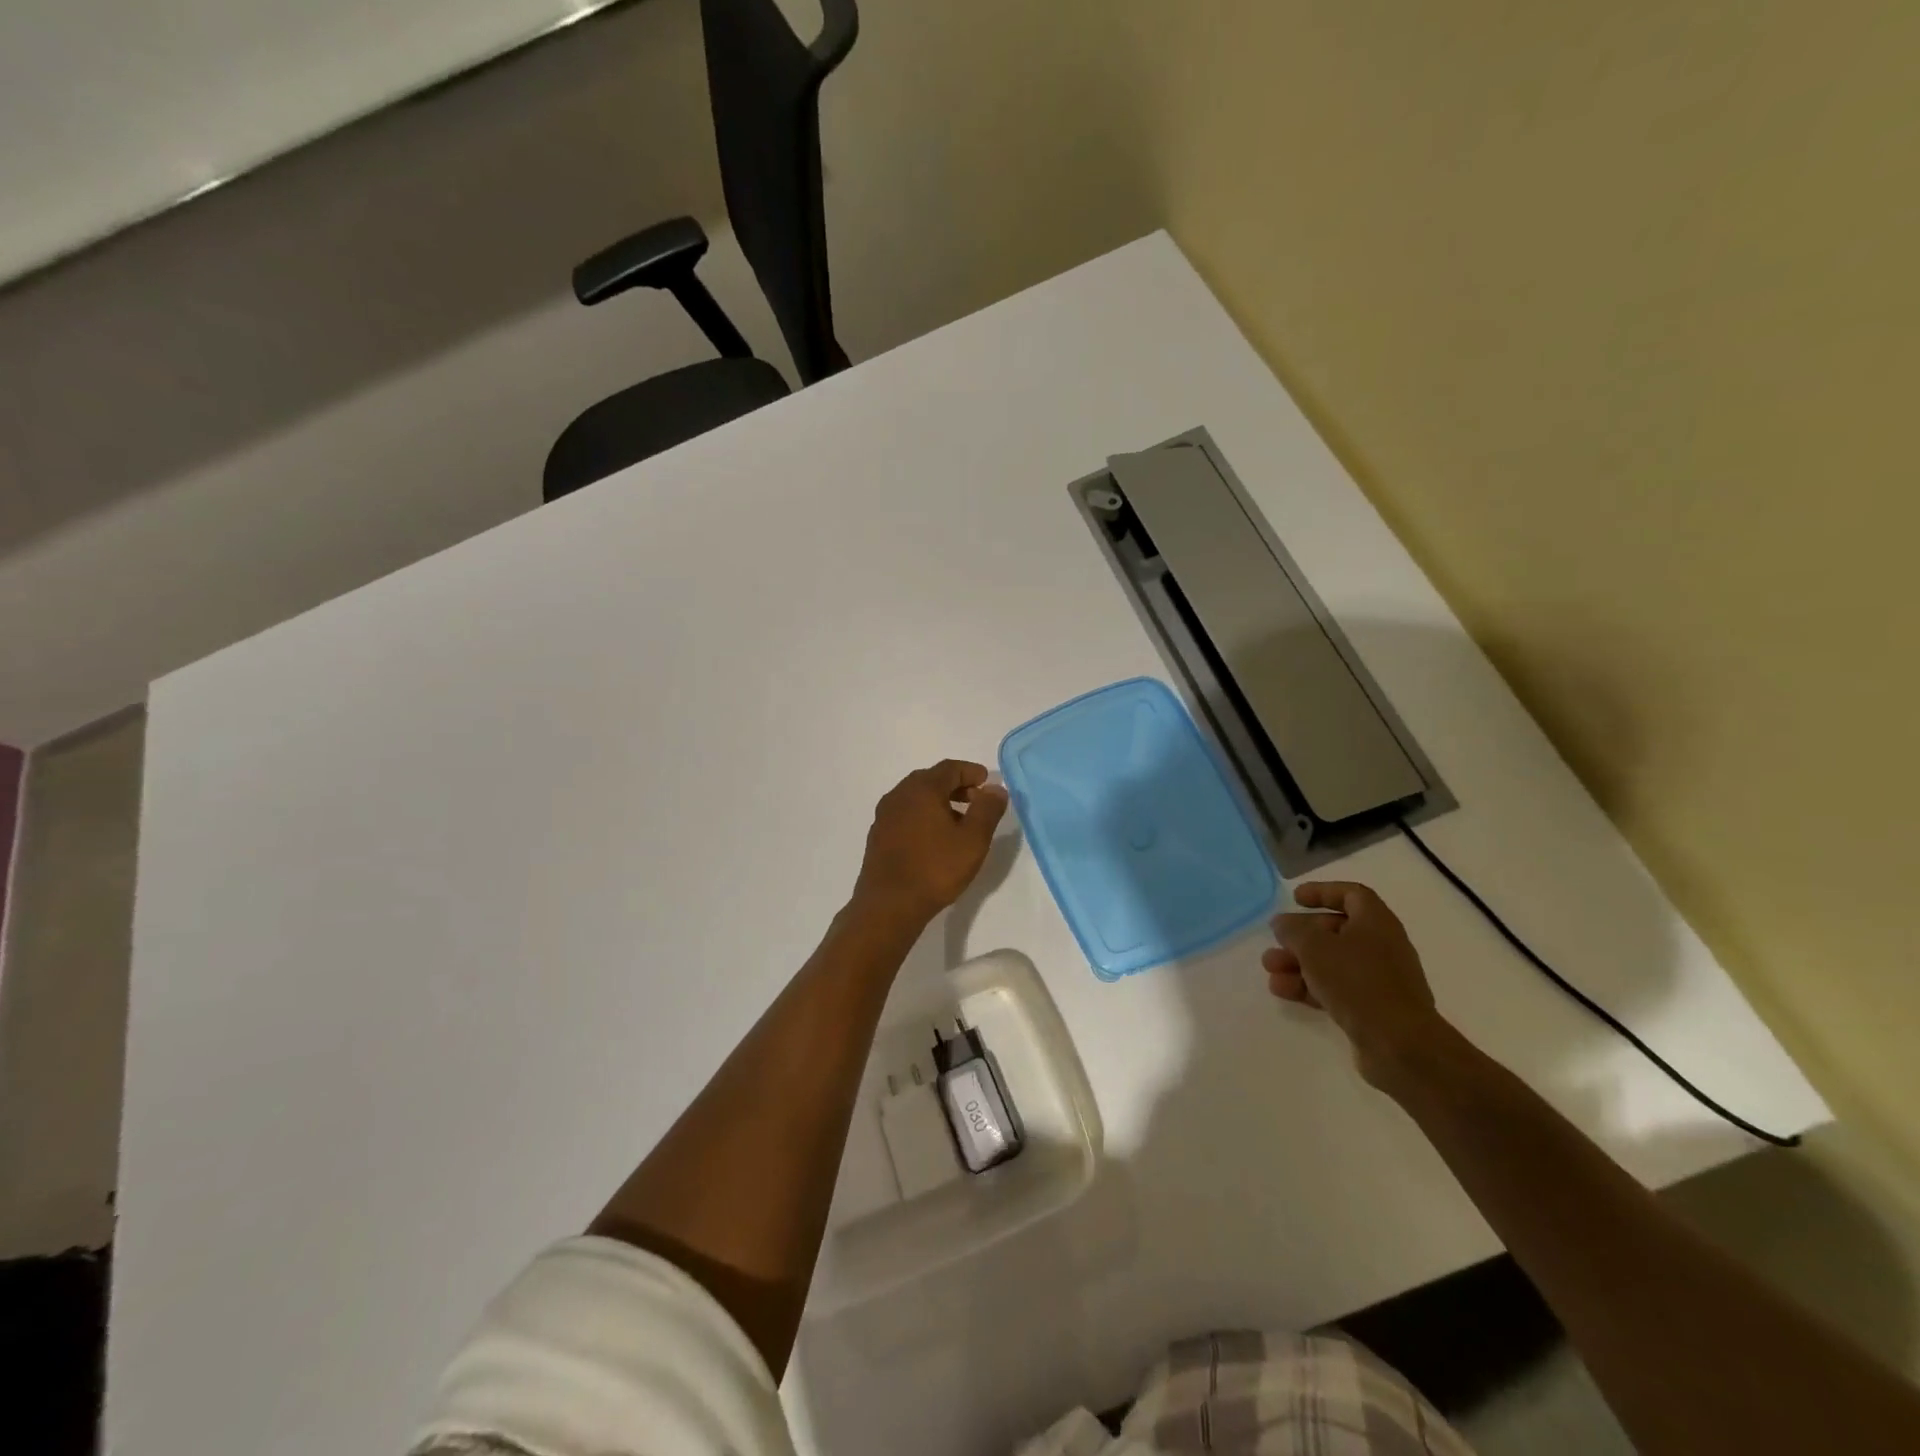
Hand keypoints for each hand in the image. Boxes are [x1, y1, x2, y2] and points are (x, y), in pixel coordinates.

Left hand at [849, 760, 1007, 929]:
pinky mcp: (878, 835)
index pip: (950, 768)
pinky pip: (905, 814)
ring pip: (916, 797)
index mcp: (922, 789)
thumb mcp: (973, 840)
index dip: (971, 771)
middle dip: (956, 786)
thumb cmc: (935, 869)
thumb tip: (996, 789)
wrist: (889, 905)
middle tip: (977, 800)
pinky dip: (923, 816)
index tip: (987, 782)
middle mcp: (899, 795)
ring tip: (959, 822)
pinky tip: (935, 839)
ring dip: (939, 802)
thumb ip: (987, 810)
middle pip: (931, 779)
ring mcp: (884, 815)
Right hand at [1263, 881, 1449, 1085]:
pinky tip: (1283, 991)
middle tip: (1275, 941)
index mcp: (1376, 923)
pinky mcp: (1372, 1008)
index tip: (1295, 898)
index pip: (1352, 895)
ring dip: (1299, 963)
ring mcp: (1378, 980)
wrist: (1400, 1045)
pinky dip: (1309, 986)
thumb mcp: (1315, 947)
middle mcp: (1381, 947)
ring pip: (1332, 962)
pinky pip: (1335, 988)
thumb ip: (1293, 930)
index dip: (1323, 892)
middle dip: (1301, 936)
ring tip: (1270, 970)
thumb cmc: (1358, 982)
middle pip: (1336, 931)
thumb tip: (1283, 923)